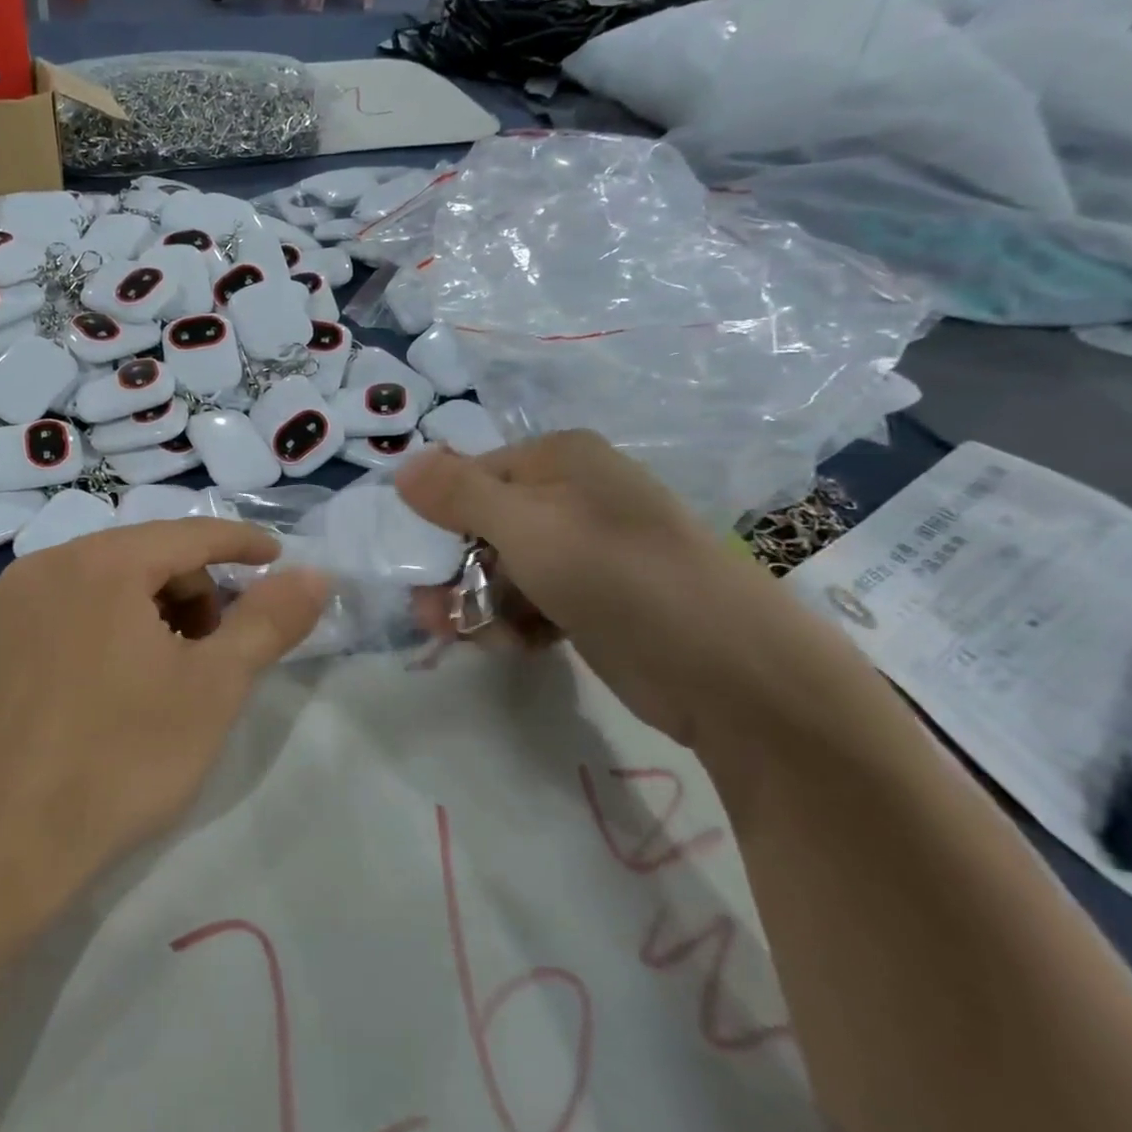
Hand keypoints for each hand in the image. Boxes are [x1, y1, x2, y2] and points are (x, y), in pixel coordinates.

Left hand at [0, 520, 327, 922]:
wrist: (9, 840)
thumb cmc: (125, 758)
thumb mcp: (215, 687)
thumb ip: (269, 620)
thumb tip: (315, 574)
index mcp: (100, 563)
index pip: (189, 534)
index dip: (242, 544)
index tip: (278, 559)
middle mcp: (45, 563)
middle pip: (143, 554)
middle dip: (192, 589)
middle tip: (213, 650)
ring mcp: (7, 599)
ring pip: (100, 577)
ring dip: (146, 605)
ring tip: (163, 669)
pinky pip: (61, 603)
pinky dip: (99, 620)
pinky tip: (107, 677)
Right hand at [396, 436, 860, 754]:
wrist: (728, 670)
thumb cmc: (617, 577)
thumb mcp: (526, 527)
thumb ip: (457, 494)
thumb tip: (402, 464)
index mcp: (559, 460)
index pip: (469, 477)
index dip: (436, 519)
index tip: (417, 566)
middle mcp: (570, 496)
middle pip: (479, 528)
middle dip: (452, 573)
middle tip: (433, 616)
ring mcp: (583, 550)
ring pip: (499, 570)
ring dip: (477, 604)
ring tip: (473, 638)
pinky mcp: (590, 599)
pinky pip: (528, 601)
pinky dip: (512, 623)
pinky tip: (515, 646)